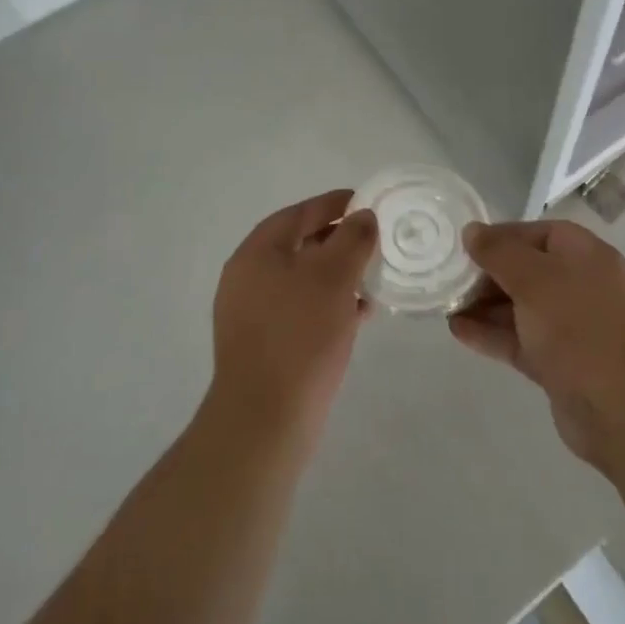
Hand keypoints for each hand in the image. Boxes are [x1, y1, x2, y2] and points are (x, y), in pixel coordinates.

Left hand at [210, 190, 376, 435]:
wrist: (265, 420)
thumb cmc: (300, 336)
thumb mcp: (334, 277)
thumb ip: (352, 239)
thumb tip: (363, 216)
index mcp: (257, 253)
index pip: (299, 213)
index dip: (334, 204)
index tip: (368, 202)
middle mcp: (248, 277)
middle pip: (300, 244)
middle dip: (339, 241)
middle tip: (375, 242)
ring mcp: (253, 313)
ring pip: (303, 279)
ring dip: (338, 275)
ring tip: (374, 278)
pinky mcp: (265, 344)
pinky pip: (302, 309)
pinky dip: (330, 304)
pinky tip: (360, 314)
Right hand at [450, 220, 624, 472]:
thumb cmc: (580, 328)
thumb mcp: (535, 279)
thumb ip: (500, 252)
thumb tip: (473, 231)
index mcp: (586, 256)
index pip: (538, 234)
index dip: (502, 236)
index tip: (464, 246)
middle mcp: (582, 286)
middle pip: (528, 270)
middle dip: (488, 274)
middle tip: (449, 279)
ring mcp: (573, 328)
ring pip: (521, 308)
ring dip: (485, 306)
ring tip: (445, 305)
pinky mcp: (561, 364)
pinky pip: (521, 339)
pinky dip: (492, 334)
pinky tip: (458, 331)